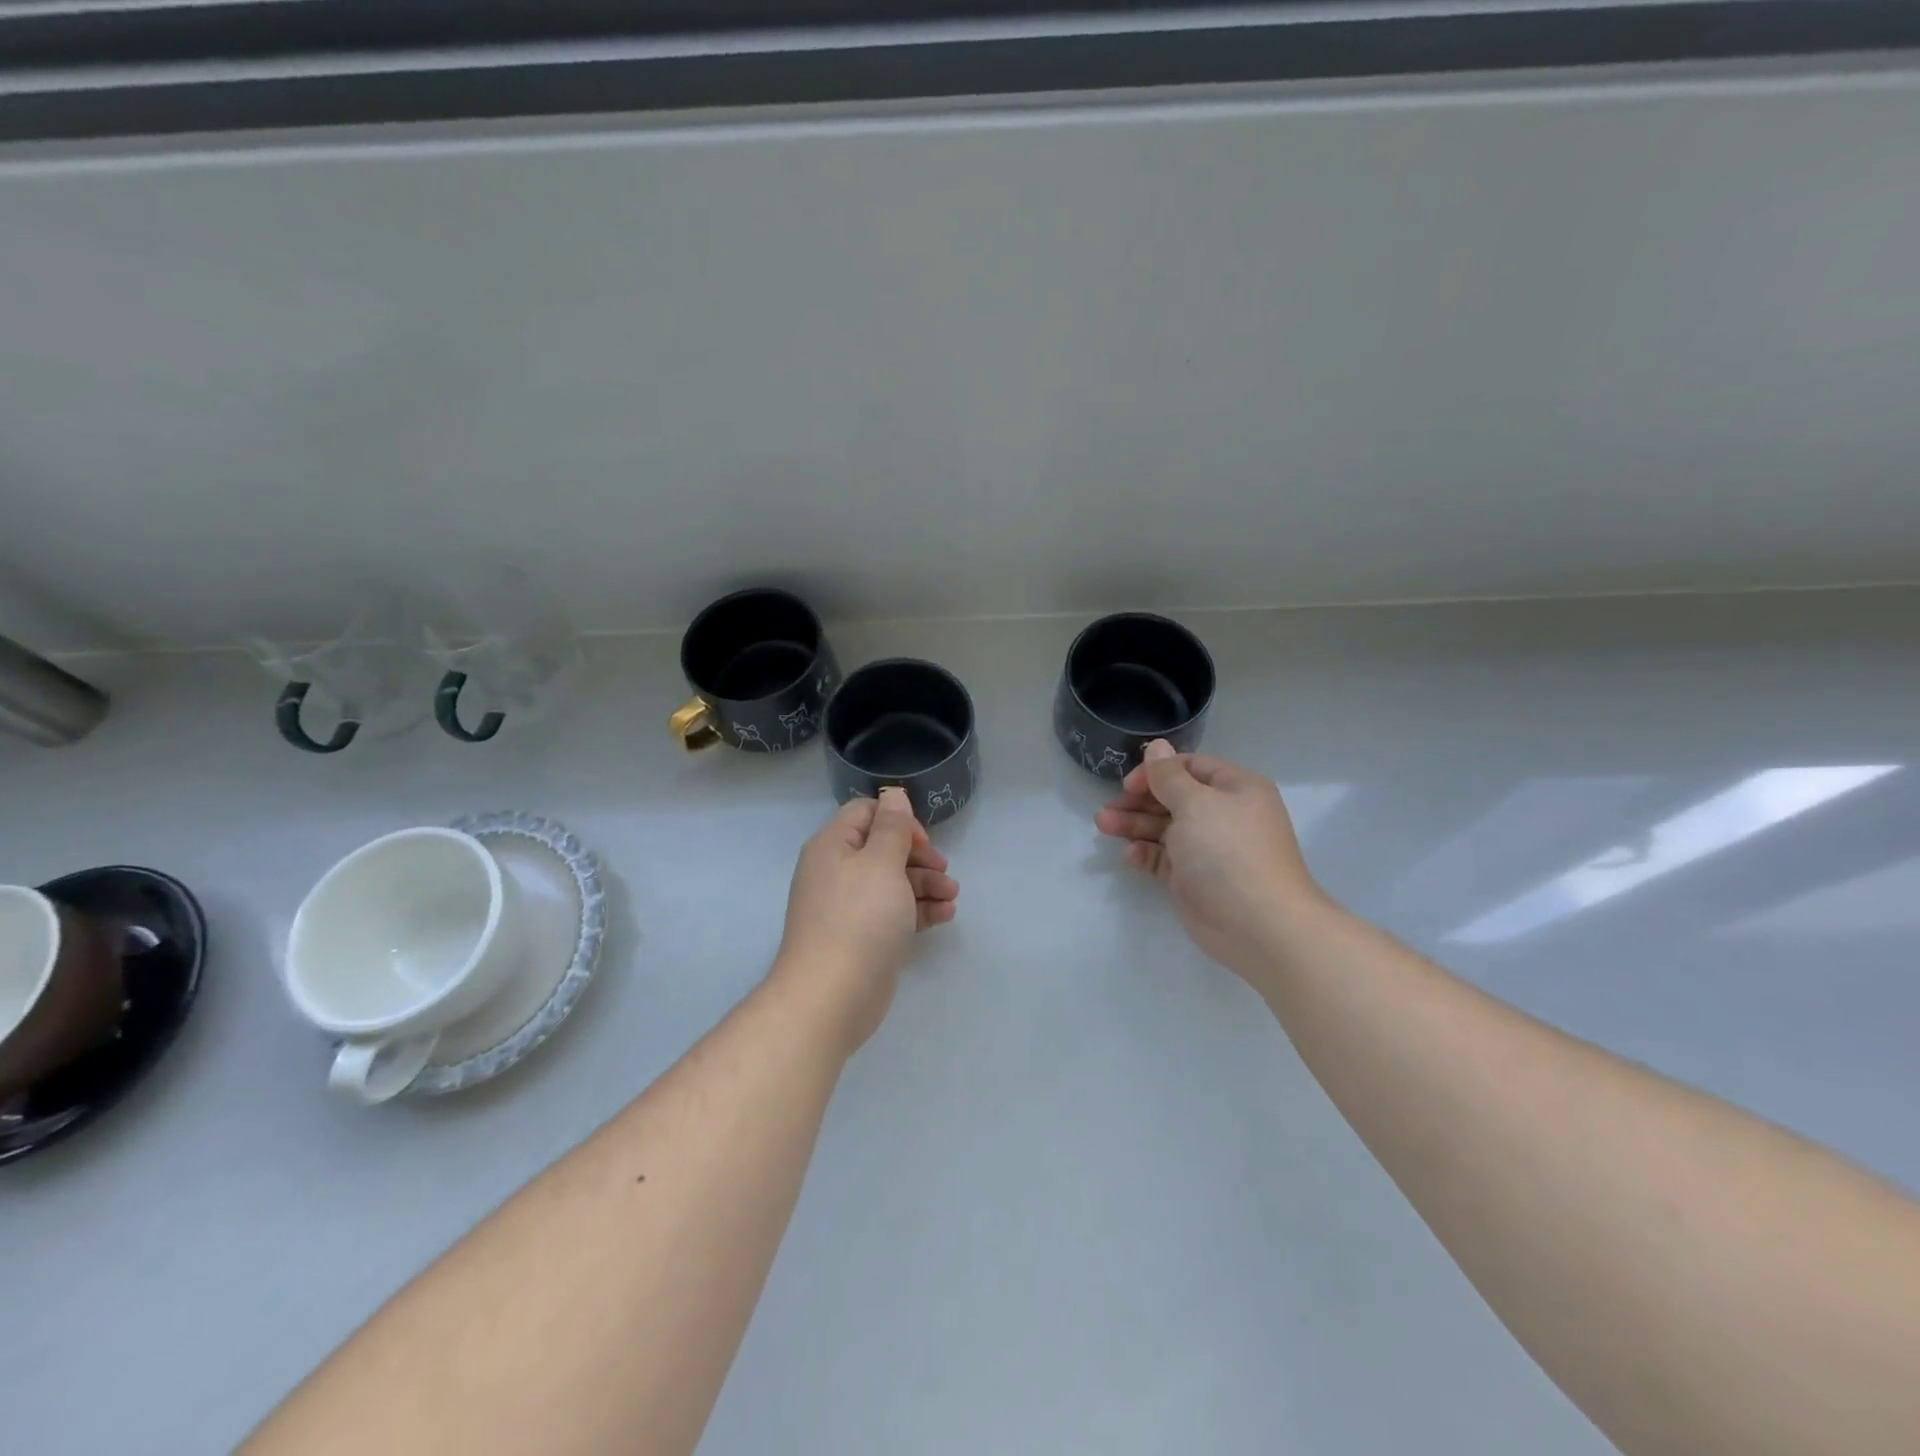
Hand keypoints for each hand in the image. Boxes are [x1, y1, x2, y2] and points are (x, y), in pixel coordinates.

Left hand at [775, 786, 959, 1051]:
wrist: (831, 996)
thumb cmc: (859, 919)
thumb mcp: (881, 863)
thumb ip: (892, 827)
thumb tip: (893, 795)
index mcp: (833, 846)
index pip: (866, 814)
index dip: (898, 821)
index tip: (922, 842)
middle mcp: (837, 872)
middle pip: (882, 848)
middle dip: (918, 856)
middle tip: (943, 870)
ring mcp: (848, 907)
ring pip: (892, 881)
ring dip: (925, 884)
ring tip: (952, 897)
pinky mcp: (862, 937)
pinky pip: (893, 912)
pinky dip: (919, 910)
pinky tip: (945, 915)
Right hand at [1094, 740, 1322, 978]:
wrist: (1258, 924)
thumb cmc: (1227, 851)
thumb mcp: (1195, 803)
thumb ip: (1168, 776)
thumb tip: (1157, 746)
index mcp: (1235, 789)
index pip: (1190, 767)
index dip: (1157, 771)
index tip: (1128, 784)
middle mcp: (1224, 815)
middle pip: (1174, 798)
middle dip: (1139, 800)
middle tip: (1108, 808)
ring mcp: (1209, 849)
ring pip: (1165, 828)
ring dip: (1134, 825)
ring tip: (1102, 825)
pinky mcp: (1195, 878)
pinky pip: (1165, 858)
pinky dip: (1145, 853)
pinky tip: (1128, 855)